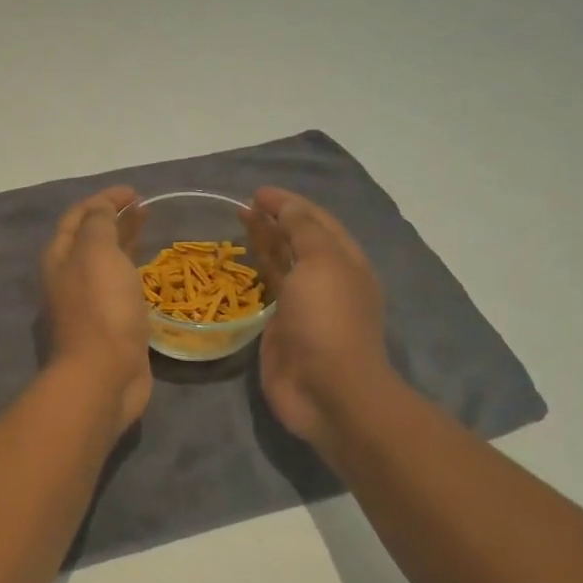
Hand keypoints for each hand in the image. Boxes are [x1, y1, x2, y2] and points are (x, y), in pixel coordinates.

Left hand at [41, 186, 153, 436]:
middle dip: (113, 218)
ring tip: (148, 228)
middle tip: (144, 207)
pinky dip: (132, 270)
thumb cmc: (100, 307)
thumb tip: (101, 207)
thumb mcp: (97, 252)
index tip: (134, 192)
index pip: (78, 216)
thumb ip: (99, 223)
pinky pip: (119, 287)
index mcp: (59, 257)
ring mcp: (87, 303)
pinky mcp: (108, 324)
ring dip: (123, 241)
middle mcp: (68, 278)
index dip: (103, 199)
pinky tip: (149, 271)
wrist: (103, 375)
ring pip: (105, 262)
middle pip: (90, 238)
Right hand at [246, 187, 399, 459]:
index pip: (316, 221)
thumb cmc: (327, 320)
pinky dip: (256, 272)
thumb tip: (286, 205)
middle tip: (242, 207)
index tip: (257, 192)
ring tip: (238, 225)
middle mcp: (326, 280)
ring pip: (282, 264)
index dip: (289, 203)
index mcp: (345, 261)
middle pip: (298, 240)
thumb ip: (303, 230)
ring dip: (264, 242)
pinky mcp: (281, 327)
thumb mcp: (321, 263)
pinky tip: (239, 262)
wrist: (327, 390)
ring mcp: (304, 305)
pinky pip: (268, 290)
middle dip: (274, 220)